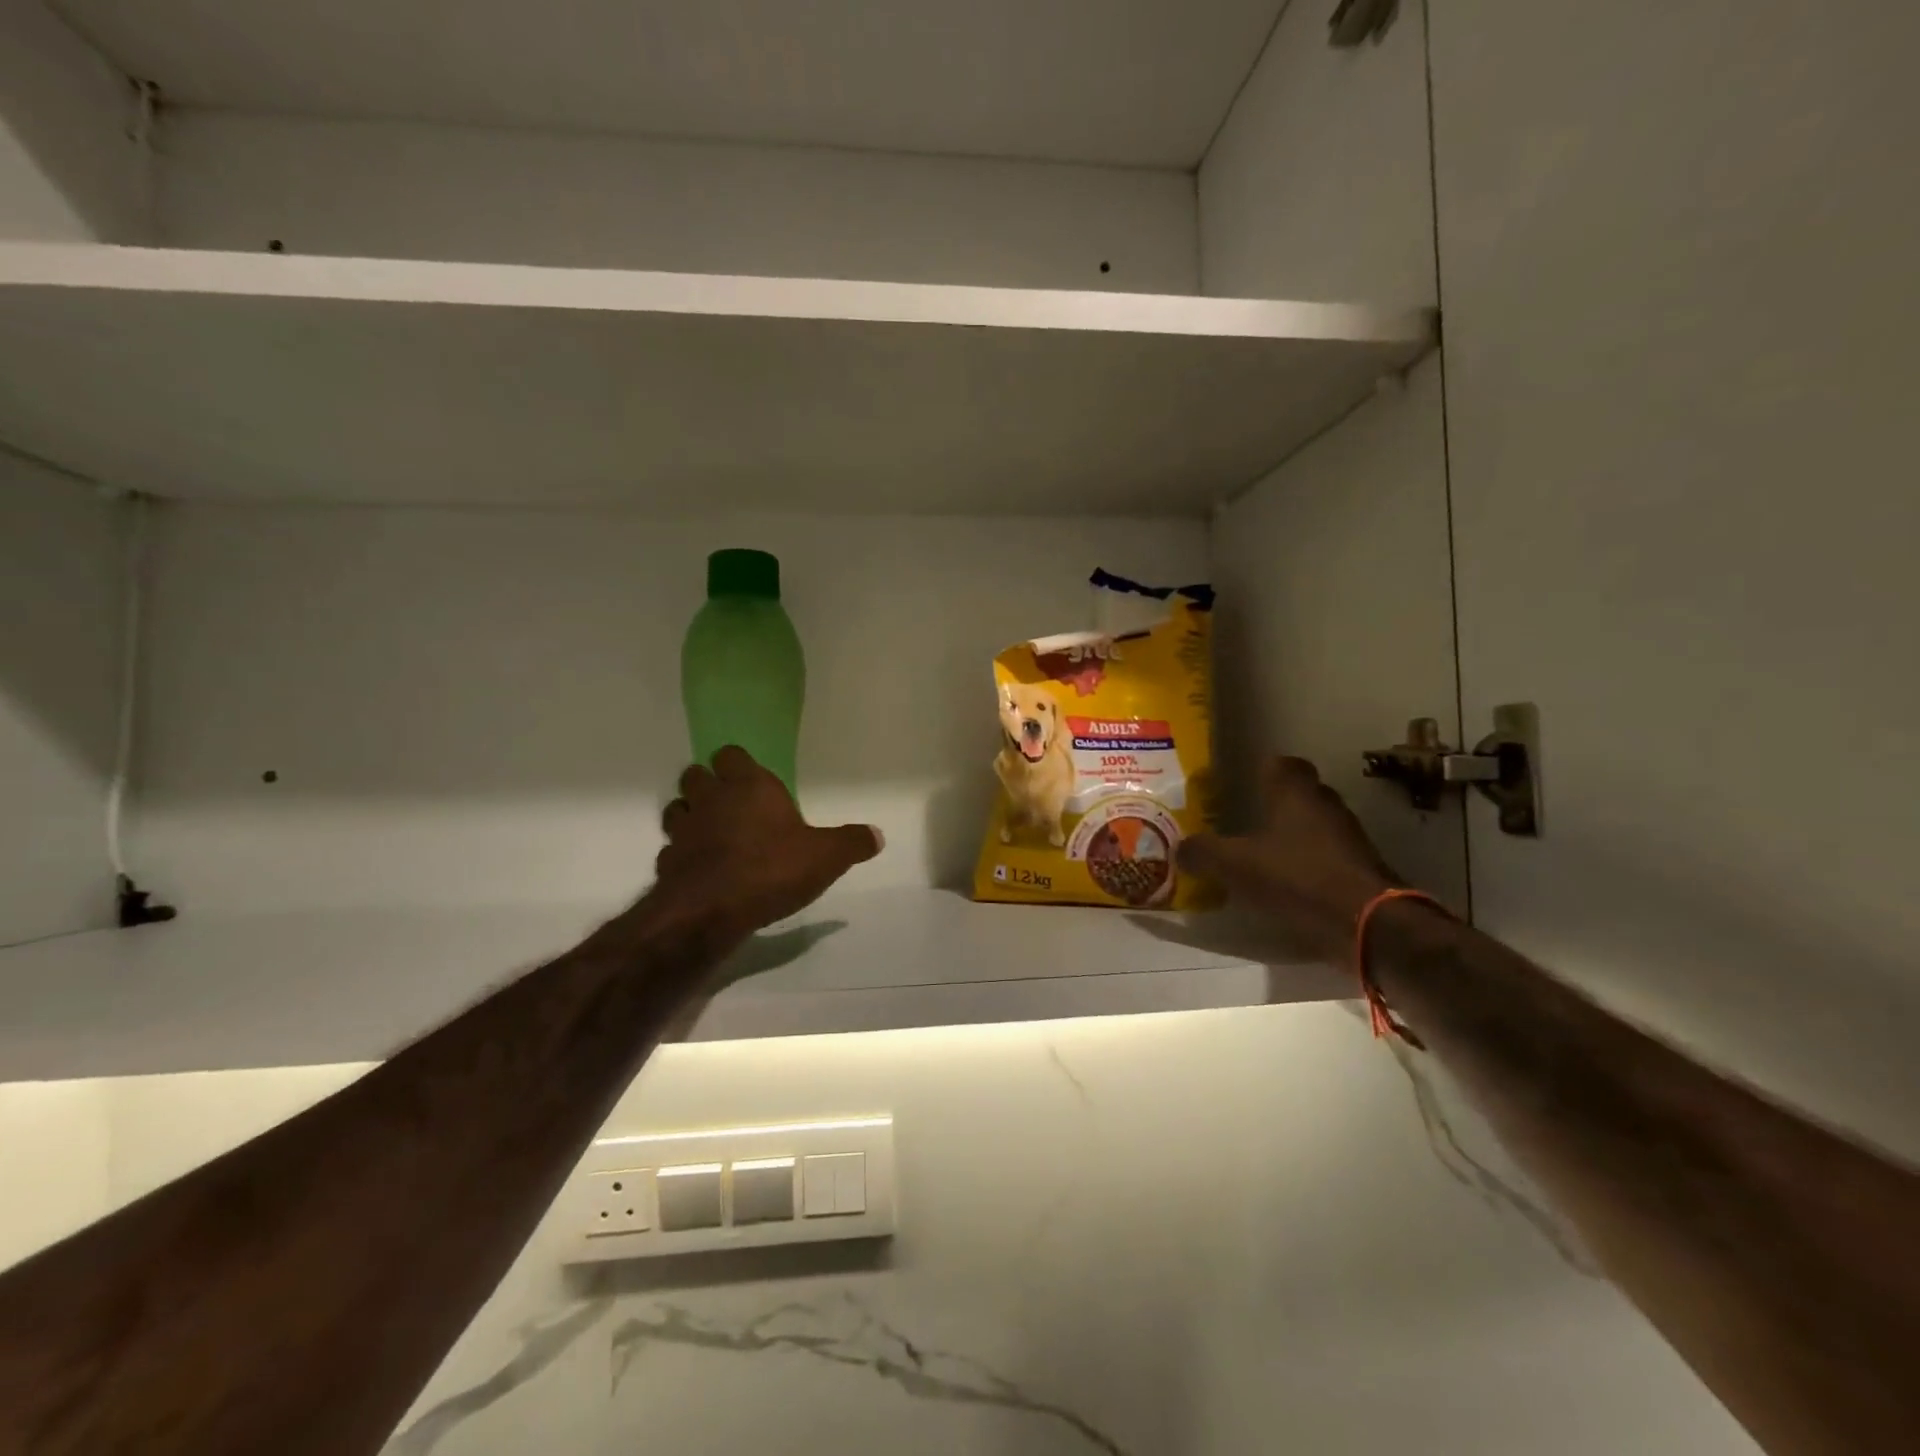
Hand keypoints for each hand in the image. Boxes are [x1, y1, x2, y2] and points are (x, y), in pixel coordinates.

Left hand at [653, 746, 882, 940]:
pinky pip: (671, 851)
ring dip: (690, 816)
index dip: (738, 764)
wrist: (710, 911)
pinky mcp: (666, 863)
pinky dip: (682, 857)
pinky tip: (700, 872)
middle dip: (709, 785)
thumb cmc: (772, 869)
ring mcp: (683, 830)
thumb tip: (878, 835)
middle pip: (696, 775)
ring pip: (677, 809)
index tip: (751, 779)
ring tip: (711, 834)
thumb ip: (852, 843)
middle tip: (731, 804)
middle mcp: (712, 799)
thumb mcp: (826, 857)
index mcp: (750, 786)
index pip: (731, 754)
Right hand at [1177, 757, 1398, 963]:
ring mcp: (1347, 835)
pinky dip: (1305, 861)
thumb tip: (1178, 848)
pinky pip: (1324, 854)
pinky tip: (1284, 880)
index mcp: (1295, 792)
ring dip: (1290, 834)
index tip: (1237, 781)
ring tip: (1258, 852)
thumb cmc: (1297, 878)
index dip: (1258, 769)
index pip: (1279, 763)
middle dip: (1272, 803)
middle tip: (1241, 817)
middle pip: (1297, 792)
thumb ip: (1203, 853)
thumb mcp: (1235, 866)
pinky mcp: (1358, 867)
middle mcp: (1324, 804)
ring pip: (1312, 823)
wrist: (1367, 923)